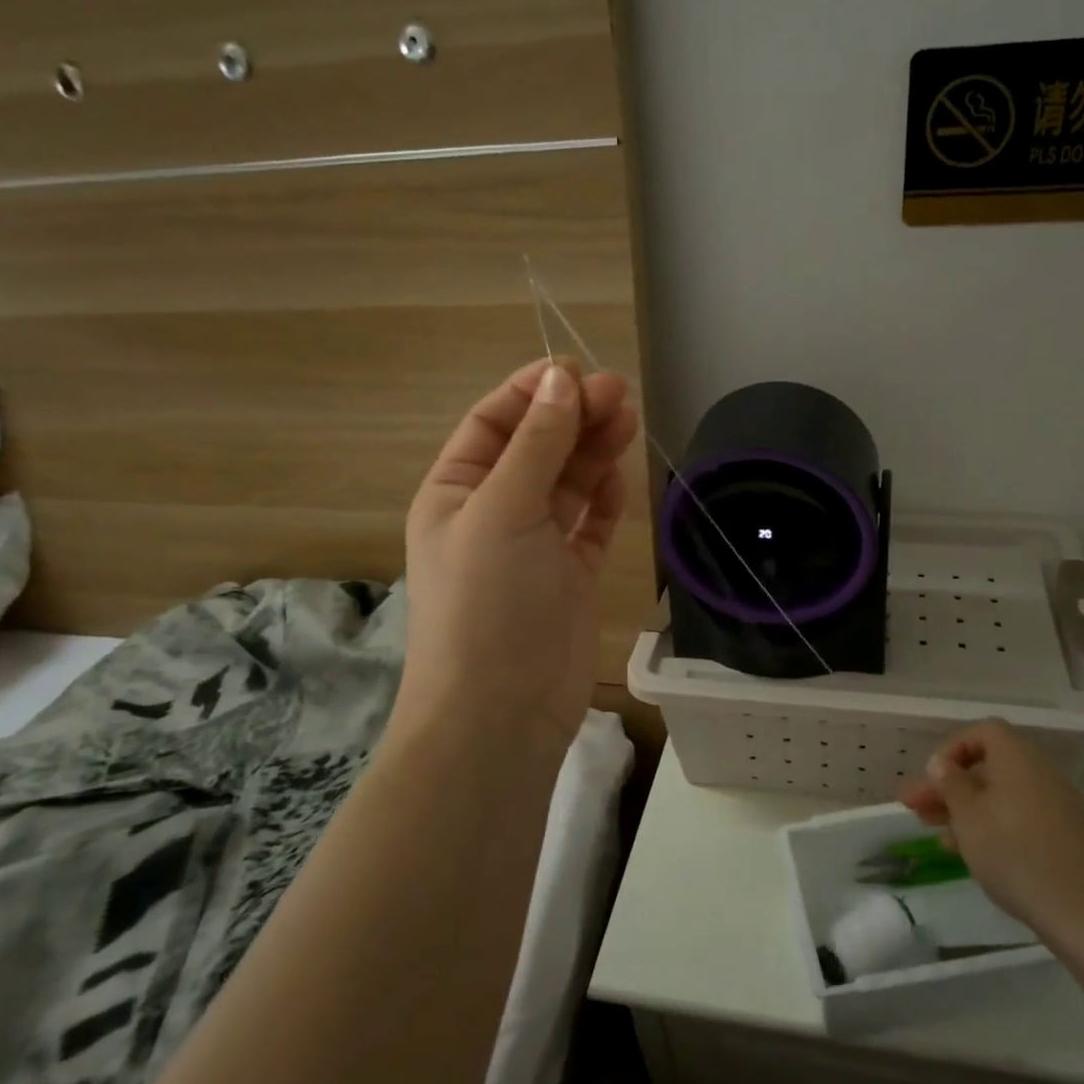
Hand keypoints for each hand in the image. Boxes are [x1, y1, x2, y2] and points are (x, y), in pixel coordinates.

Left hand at [398, 359, 639, 751]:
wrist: (501, 711)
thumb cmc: (487, 601)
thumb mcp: (503, 510)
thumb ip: (536, 444)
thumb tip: (561, 380)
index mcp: (456, 492)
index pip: (493, 423)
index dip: (533, 393)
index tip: (578, 372)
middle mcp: (492, 512)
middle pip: (537, 448)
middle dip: (573, 417)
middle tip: (620, 393)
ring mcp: (534, 546)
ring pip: (567, 483)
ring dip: (593, 450)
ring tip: (628, 419)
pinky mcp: (569, 575)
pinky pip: (589, 524)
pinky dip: (604, 498)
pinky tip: (619, 475)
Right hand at [901, 720, 1083, 945]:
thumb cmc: (1014, 852)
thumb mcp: (968, 815)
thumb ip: (950, 783)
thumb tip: (942, 763)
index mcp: (1018, 757)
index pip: (983, 732)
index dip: (953, 748)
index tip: (932, 775)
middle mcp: (1039, 772)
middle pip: (988, 767)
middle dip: (949, 786)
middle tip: (916, 807)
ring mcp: (1055, 805)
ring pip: (999, 795)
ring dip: (965, 808)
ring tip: (933, 831)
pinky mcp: (1062, 836)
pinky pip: (1017, 817)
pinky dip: (990, 825)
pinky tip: (966, 851)